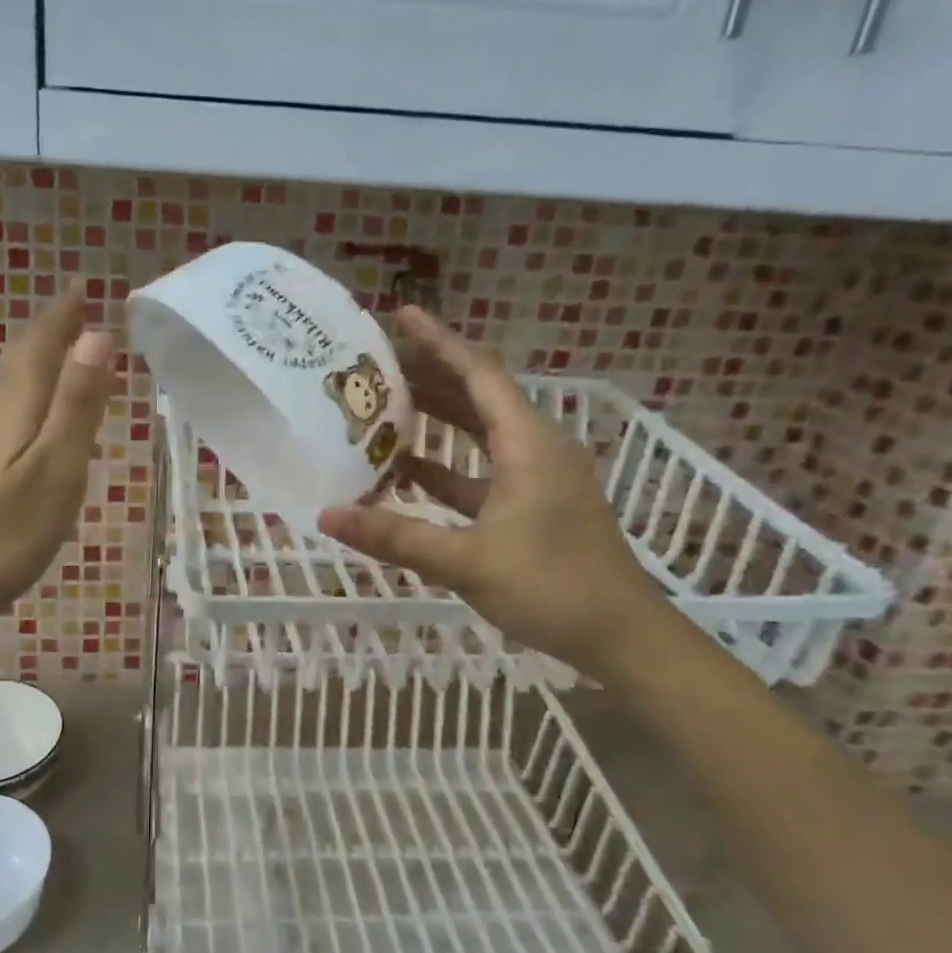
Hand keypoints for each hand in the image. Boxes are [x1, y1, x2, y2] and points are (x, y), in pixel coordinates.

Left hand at [0, 291, 113, 639]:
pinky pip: (7, 406)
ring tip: (66, 346)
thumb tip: (97, 335)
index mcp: (14, 403)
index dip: (63, 312)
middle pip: (22, 356)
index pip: (41, 342)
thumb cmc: (5, 532)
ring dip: (39, 357)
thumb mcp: (56, 467)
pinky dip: (29, 390)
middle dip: (51, 329)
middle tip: (79, 307)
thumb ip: (77, 403)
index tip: (82, 283)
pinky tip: (35, 409)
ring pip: (11, 381)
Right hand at [317, 306, 662, 676]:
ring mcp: (536, 478)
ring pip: (480, 432)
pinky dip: (446, 464)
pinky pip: (481, 469)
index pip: (478, 373)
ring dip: (437, 416)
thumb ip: (396, 537)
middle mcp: (536, 447)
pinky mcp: (532, 505)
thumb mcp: (467, 561)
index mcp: (529, 444)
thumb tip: (328, 515)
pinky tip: (408, 468)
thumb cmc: (552, 588)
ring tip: (385, 402)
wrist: (623, 638)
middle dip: (430, 373)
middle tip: (378, 360)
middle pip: (477, 395)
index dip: (437, 340)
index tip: (399, 314)